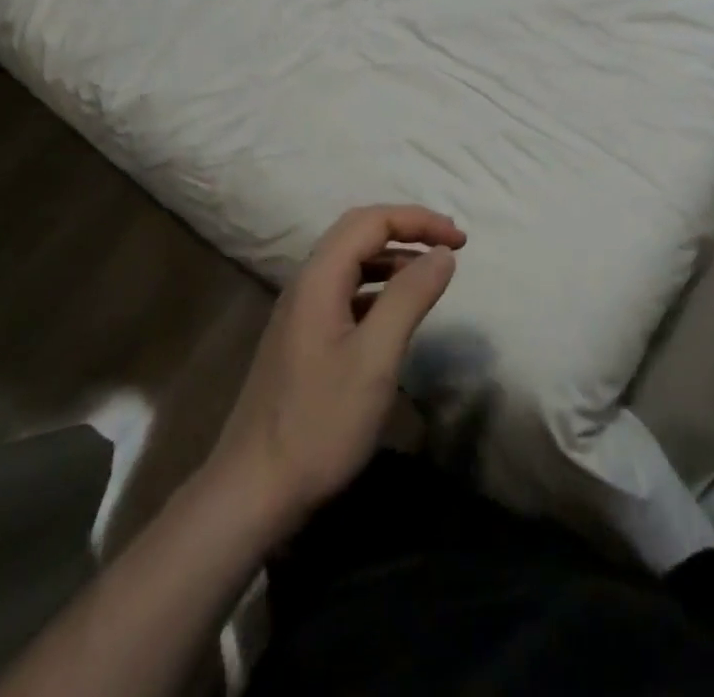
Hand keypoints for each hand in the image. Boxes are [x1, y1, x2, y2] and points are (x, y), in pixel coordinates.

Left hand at [208, 205, 465, 533]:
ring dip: (393, 257)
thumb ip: (409, 297)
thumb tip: (442, 254)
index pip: (372, 220)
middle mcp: (306, 284)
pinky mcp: (302, 339)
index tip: (461, 241)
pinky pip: (345, 292)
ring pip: (351, 262)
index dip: (419, 220)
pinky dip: (378, 287)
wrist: (251, 493)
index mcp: (319, 278)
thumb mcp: (375, 358)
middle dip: (406, 230)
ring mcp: (300, 312)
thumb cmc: (319, 423)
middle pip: (358, 232)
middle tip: (448, 246)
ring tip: (429, 275)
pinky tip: (396, 314)